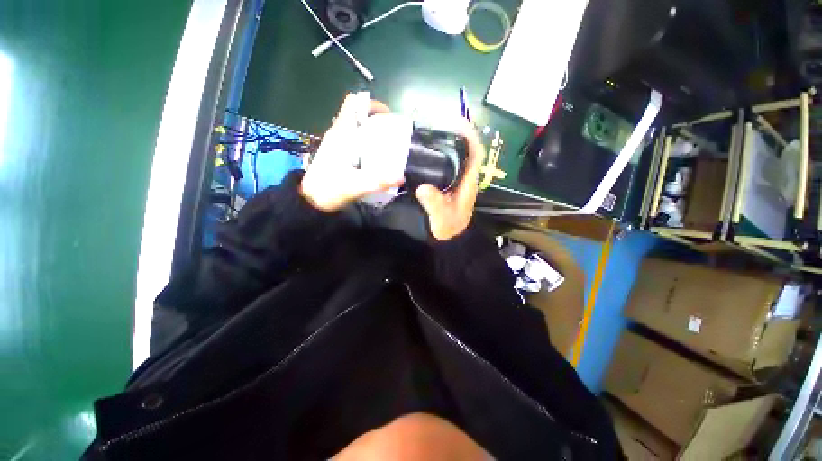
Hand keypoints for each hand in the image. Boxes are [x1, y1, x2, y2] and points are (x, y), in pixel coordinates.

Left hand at [301, 94, 403, 211]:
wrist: (310, 201)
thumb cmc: (329, 190)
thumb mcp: (355, 186)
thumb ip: (377, 182)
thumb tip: (401, 178)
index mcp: (341, 134)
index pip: (353, 104)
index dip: (371, 104)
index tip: (388, 117)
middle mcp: (338, 134)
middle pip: (358, 115)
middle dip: (377, 120)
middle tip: (393, 135)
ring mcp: (336, 143)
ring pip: (356, 127)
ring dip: (372, 132)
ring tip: (388, 146)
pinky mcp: (336, 153)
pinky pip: (354, 140)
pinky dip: (366, 143)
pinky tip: (375, 158)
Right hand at [415, 120, 485, 240]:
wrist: (448, 237)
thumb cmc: (449, 228)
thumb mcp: (442, 218)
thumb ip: (435, 205)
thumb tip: (423, 187)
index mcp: (468, 182)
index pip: (475, 154)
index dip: (470, 137)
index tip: (459, 122)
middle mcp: (463, 177)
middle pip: (464, 150)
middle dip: (455, 134)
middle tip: (437, 122)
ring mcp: (455, 180)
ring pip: (454, 156)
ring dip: (446, 142)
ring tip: (428, 131)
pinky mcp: (446, 184)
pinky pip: (443, 165)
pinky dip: (436, 155)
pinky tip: (422, 151)